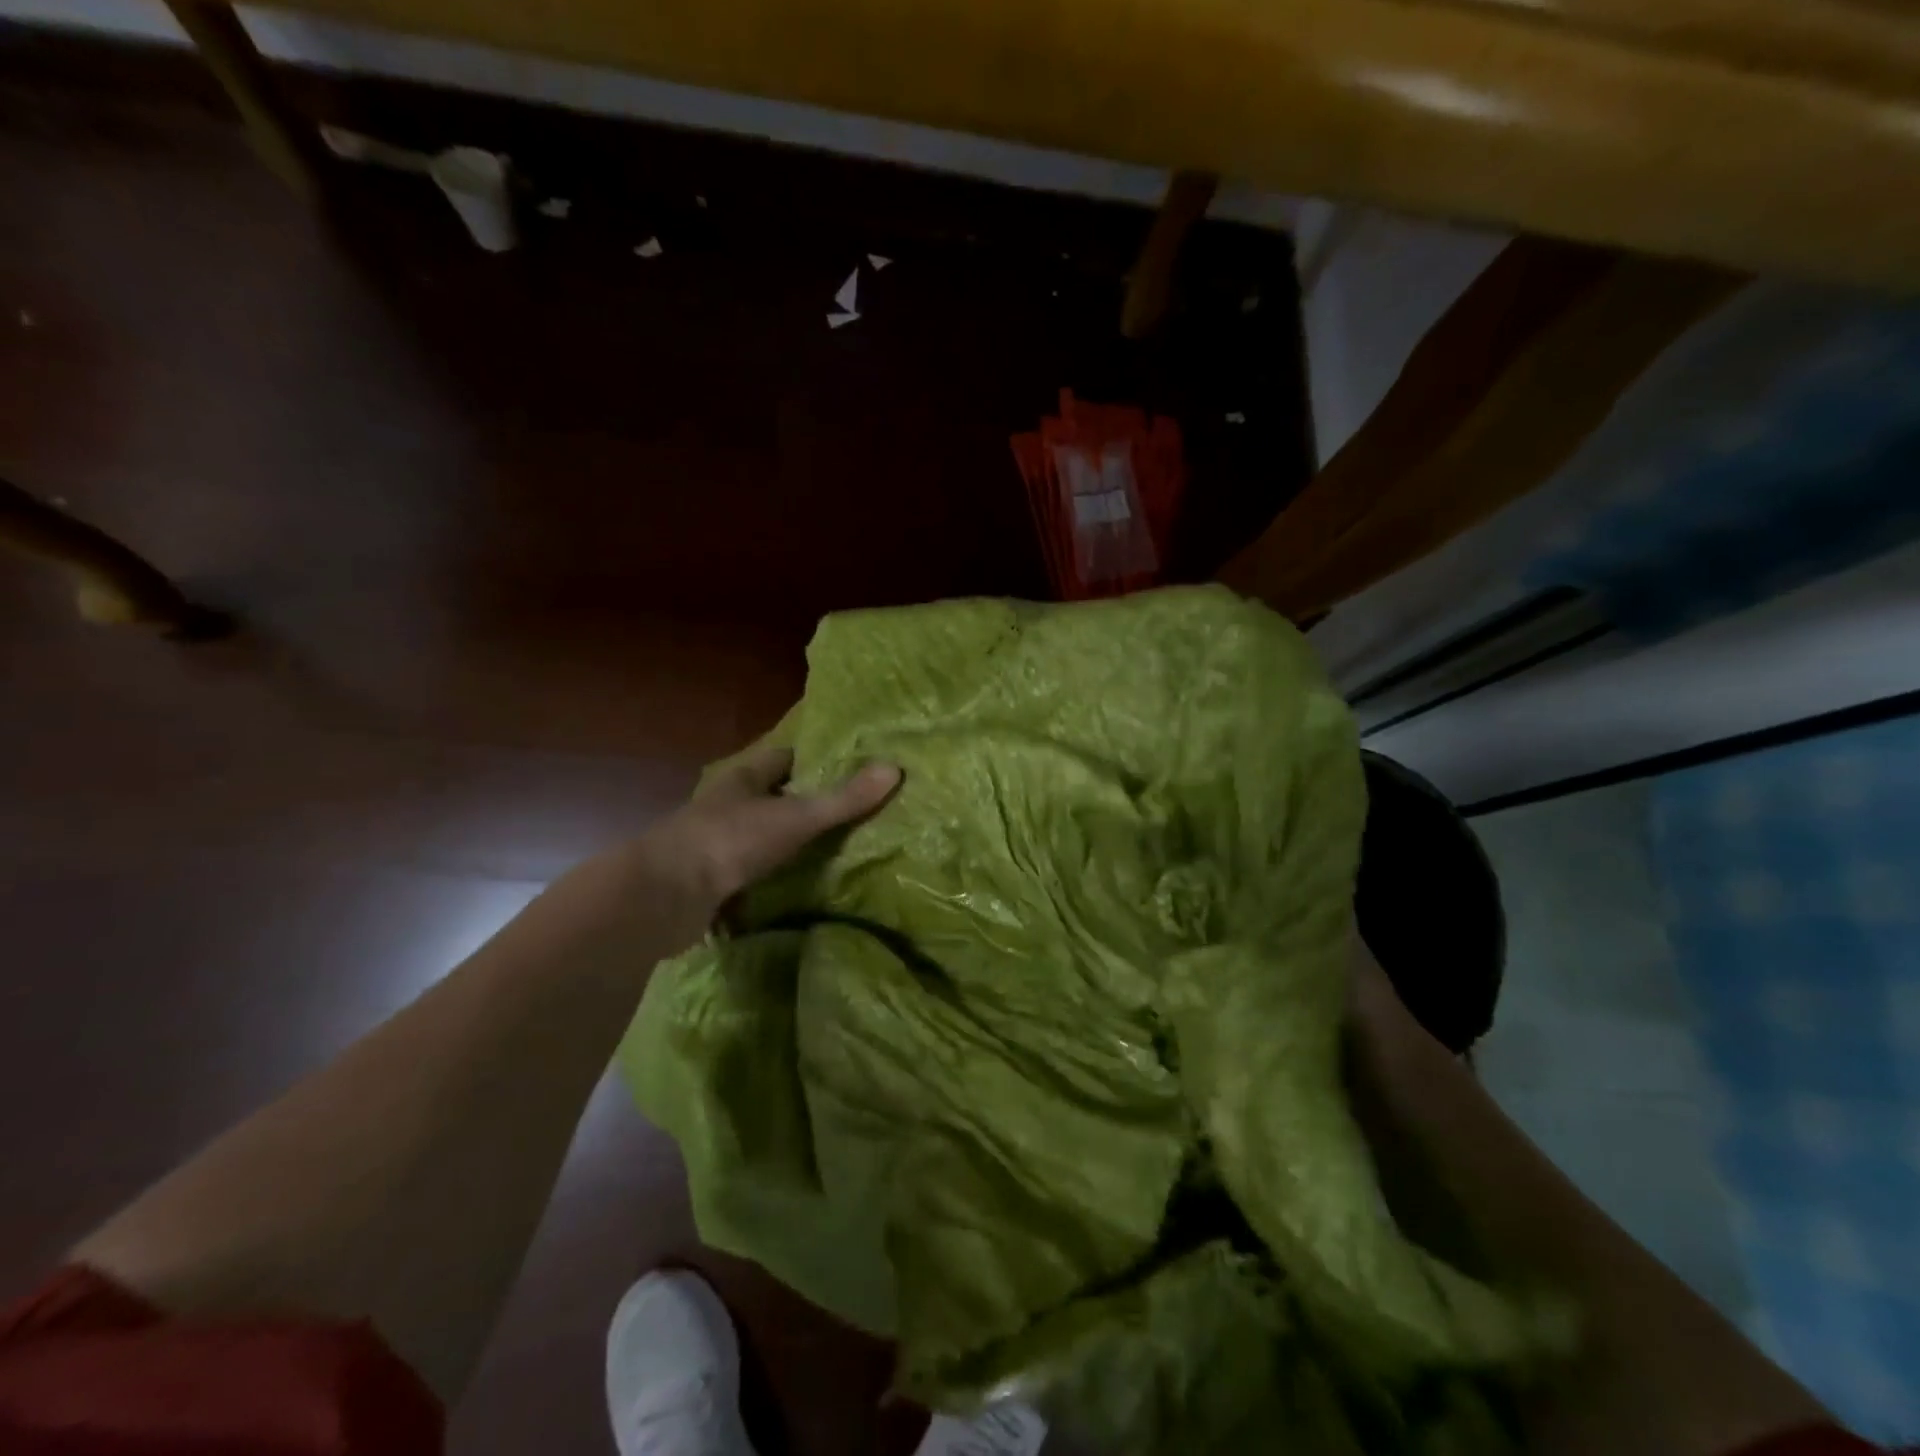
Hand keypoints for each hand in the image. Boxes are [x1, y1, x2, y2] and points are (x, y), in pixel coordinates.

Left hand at [645, 743, 901, 919]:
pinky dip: (767, 879)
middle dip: (801, 803)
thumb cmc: (731, 840)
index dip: (812, 761)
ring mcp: (712, 842)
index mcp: (743, 778)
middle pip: (769, 796)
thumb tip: (895, 768)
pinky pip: (746, 872)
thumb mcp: (797, 817)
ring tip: (828, 853)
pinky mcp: (706, 879)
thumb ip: (844, 799)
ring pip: (757, 835)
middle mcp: (725, 804)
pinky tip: (792, 890)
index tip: (845, 768)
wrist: (665, 896)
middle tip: (846, 814)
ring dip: (783, 843)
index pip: (782, 758)